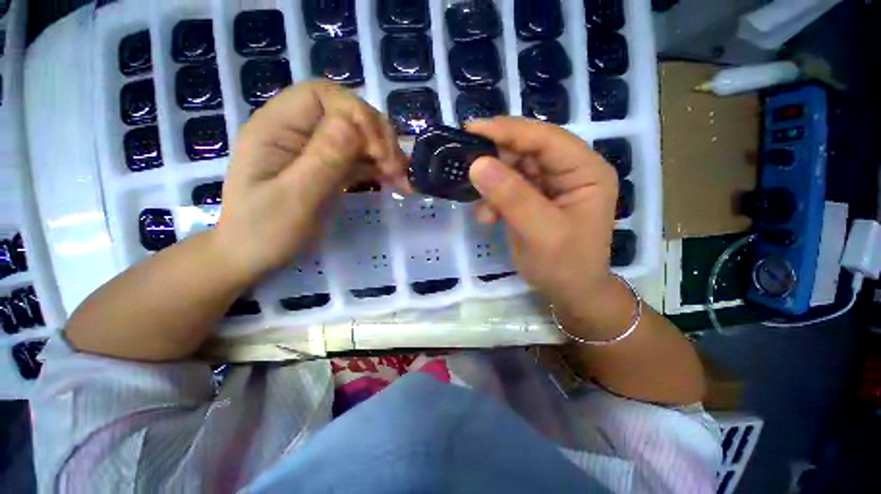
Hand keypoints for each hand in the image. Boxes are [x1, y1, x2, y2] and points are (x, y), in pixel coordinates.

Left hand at [215, 81, 407, 281]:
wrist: (254, 257)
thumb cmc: (265, 232)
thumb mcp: (294, 199)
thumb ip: (323, 160)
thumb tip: (356, 126)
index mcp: (277, 127)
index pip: (322, 96)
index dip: (357, 115)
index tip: (377, 152)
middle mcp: (298, 131)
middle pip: (347, 113)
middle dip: (377, 136)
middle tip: (396, 169)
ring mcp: (316, 151)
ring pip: (360, 136)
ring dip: (385, 153)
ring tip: (402, 179)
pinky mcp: (330, 169)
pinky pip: (361, 159)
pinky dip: (382, 169)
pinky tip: (396, 183)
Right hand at [466, 118, 628, 334]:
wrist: (568, 292)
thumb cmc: (565, 265)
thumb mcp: (540, 232)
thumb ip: (511, 197)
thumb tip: (477, 164)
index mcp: (585, 170)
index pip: (546, 138)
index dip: (508, 130)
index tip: (471, 129)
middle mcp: (568, 170)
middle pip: (526, 150)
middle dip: (495, 162)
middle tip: (468, 172)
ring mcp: (549, 184)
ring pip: (511, 168)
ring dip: (491, 187)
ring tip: (484, 211)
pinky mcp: (532, 197)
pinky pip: (506, 187)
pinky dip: (492, 199)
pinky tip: (488, 218)